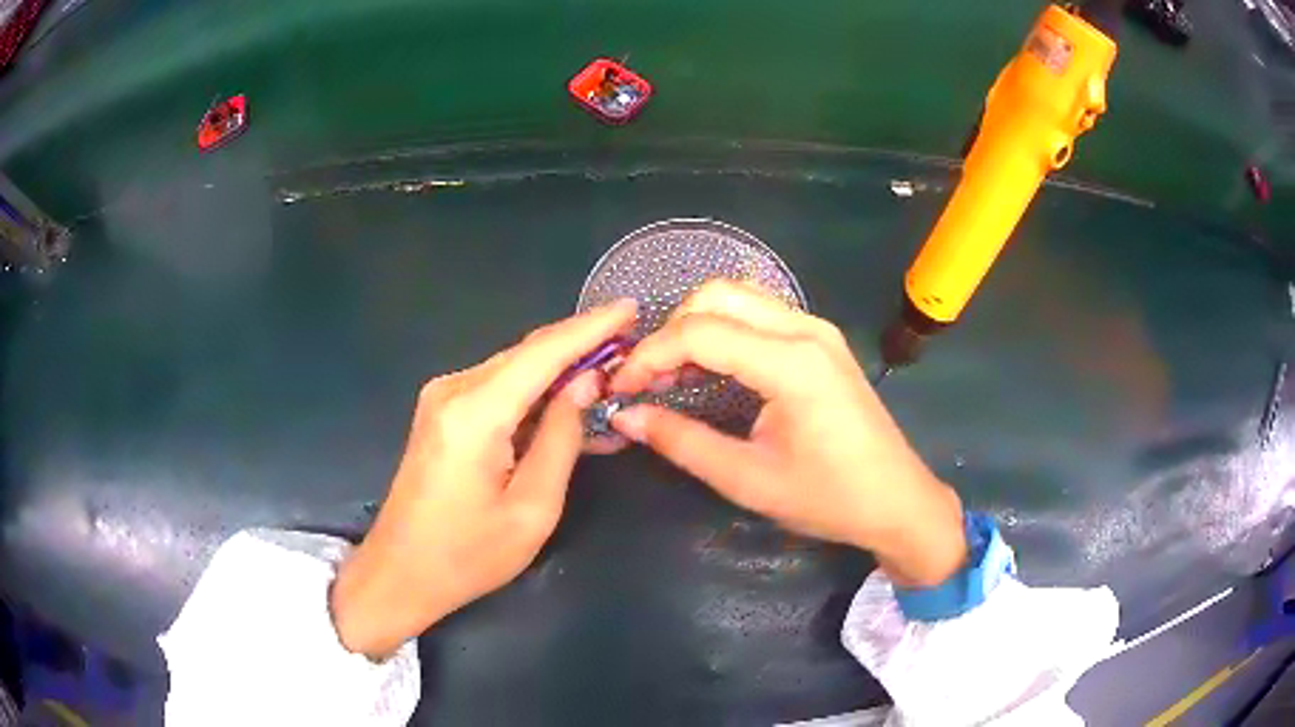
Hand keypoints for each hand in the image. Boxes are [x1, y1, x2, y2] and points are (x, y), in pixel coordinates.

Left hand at [330, 300, 637, 658]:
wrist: (400, 572)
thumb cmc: (468, 555)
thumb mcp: (532, 509)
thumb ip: (561, 439)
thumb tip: (585, 384)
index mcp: (475, 412)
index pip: (543, 352)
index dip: (591, 327)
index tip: (631, 307)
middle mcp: (453, 389)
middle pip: (527, 352)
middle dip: (580, 344)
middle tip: (631, 345)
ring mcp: (442, 397)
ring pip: (514, 367)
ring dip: (559, 368)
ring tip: (609, 371)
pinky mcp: (441, 411)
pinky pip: (498, 387)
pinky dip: (535, 390)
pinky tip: (566, 401)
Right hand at [608, 281, 965, 586]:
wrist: (898, 501)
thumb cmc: (829, 498)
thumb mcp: (748, 479)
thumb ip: (682, 442)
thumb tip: (625, 418)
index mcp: (791, 363)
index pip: (699, 332)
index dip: (649, 356)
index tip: (621, 389)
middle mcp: (805, 329)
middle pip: (717, 294)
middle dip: (670, 329)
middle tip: (648, 378)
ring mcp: (818, 330)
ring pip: (739, 297)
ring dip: (696, 325)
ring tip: (672, 375)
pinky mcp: (822, 341)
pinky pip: (760, 315)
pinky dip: (724, 331)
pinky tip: (711, 370)